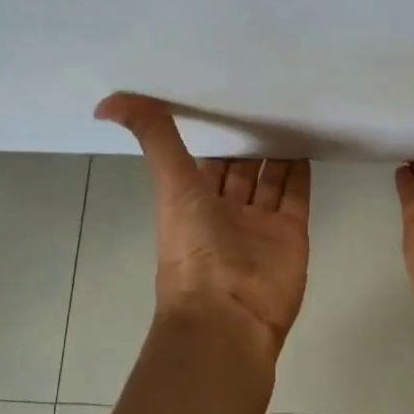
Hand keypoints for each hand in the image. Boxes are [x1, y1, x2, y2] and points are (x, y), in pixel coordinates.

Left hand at [96, 94, 310, 351]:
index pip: (205, 161)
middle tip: (266, 98)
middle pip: (240, 170)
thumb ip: (153, 139)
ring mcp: (260, 225)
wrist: (229, 315)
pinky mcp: (291, 234)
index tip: (224, 98)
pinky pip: (297, 197)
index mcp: (192, 203)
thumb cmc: (194, 248)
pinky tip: (307, 143)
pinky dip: (301, 173)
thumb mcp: (170, 185)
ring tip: (290, 113)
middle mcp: (226, 212)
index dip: (213, 134)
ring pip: (270, 181)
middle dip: (249, 140)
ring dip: (277, 153)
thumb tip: (106, 102)